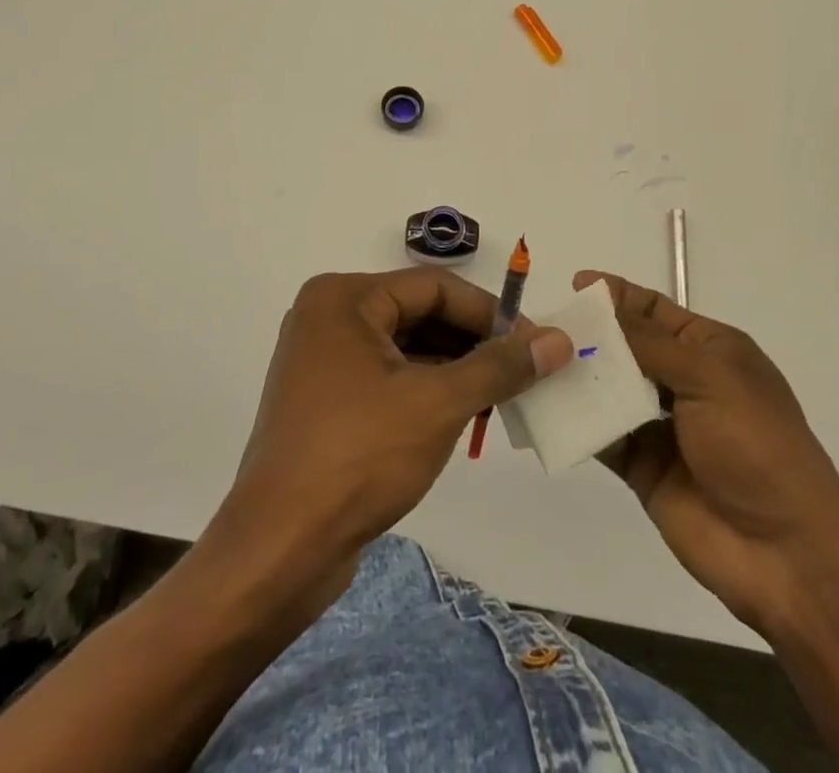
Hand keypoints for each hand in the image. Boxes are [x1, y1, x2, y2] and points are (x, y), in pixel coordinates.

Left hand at [220, 268, 572, 593]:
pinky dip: (427, 391)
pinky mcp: (325, 402)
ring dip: (455, 369)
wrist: (279, 551)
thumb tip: (558, 341)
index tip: (535, 342)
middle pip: (419, 314)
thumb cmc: (359, 457)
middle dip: (473, 342)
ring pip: (406, 348)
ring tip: (502, 396)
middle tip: (523, 371)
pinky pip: (388, 378)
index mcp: (344, 298)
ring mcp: (322, 361)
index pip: (434, 287)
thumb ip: (500, 367)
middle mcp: (328, 317)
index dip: (490, 312)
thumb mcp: (438, 404)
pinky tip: (463, 416)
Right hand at [575, 270, 838, 638]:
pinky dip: (577, 421)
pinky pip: (603, 434)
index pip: (656, 309)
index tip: (576, 285)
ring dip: (579, 376)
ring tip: (536, 362)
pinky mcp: (643, 467)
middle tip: (544, 326)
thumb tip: (601, 311)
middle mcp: (685, 382)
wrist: (786, 556)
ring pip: (610, 388)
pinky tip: (546, 408)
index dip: (618, 295)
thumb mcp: (710, 378)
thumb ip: (650, 344)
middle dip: (591, 334)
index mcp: (712, 351)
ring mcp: (662, 426)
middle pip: (628, 346)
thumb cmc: (757, 446)